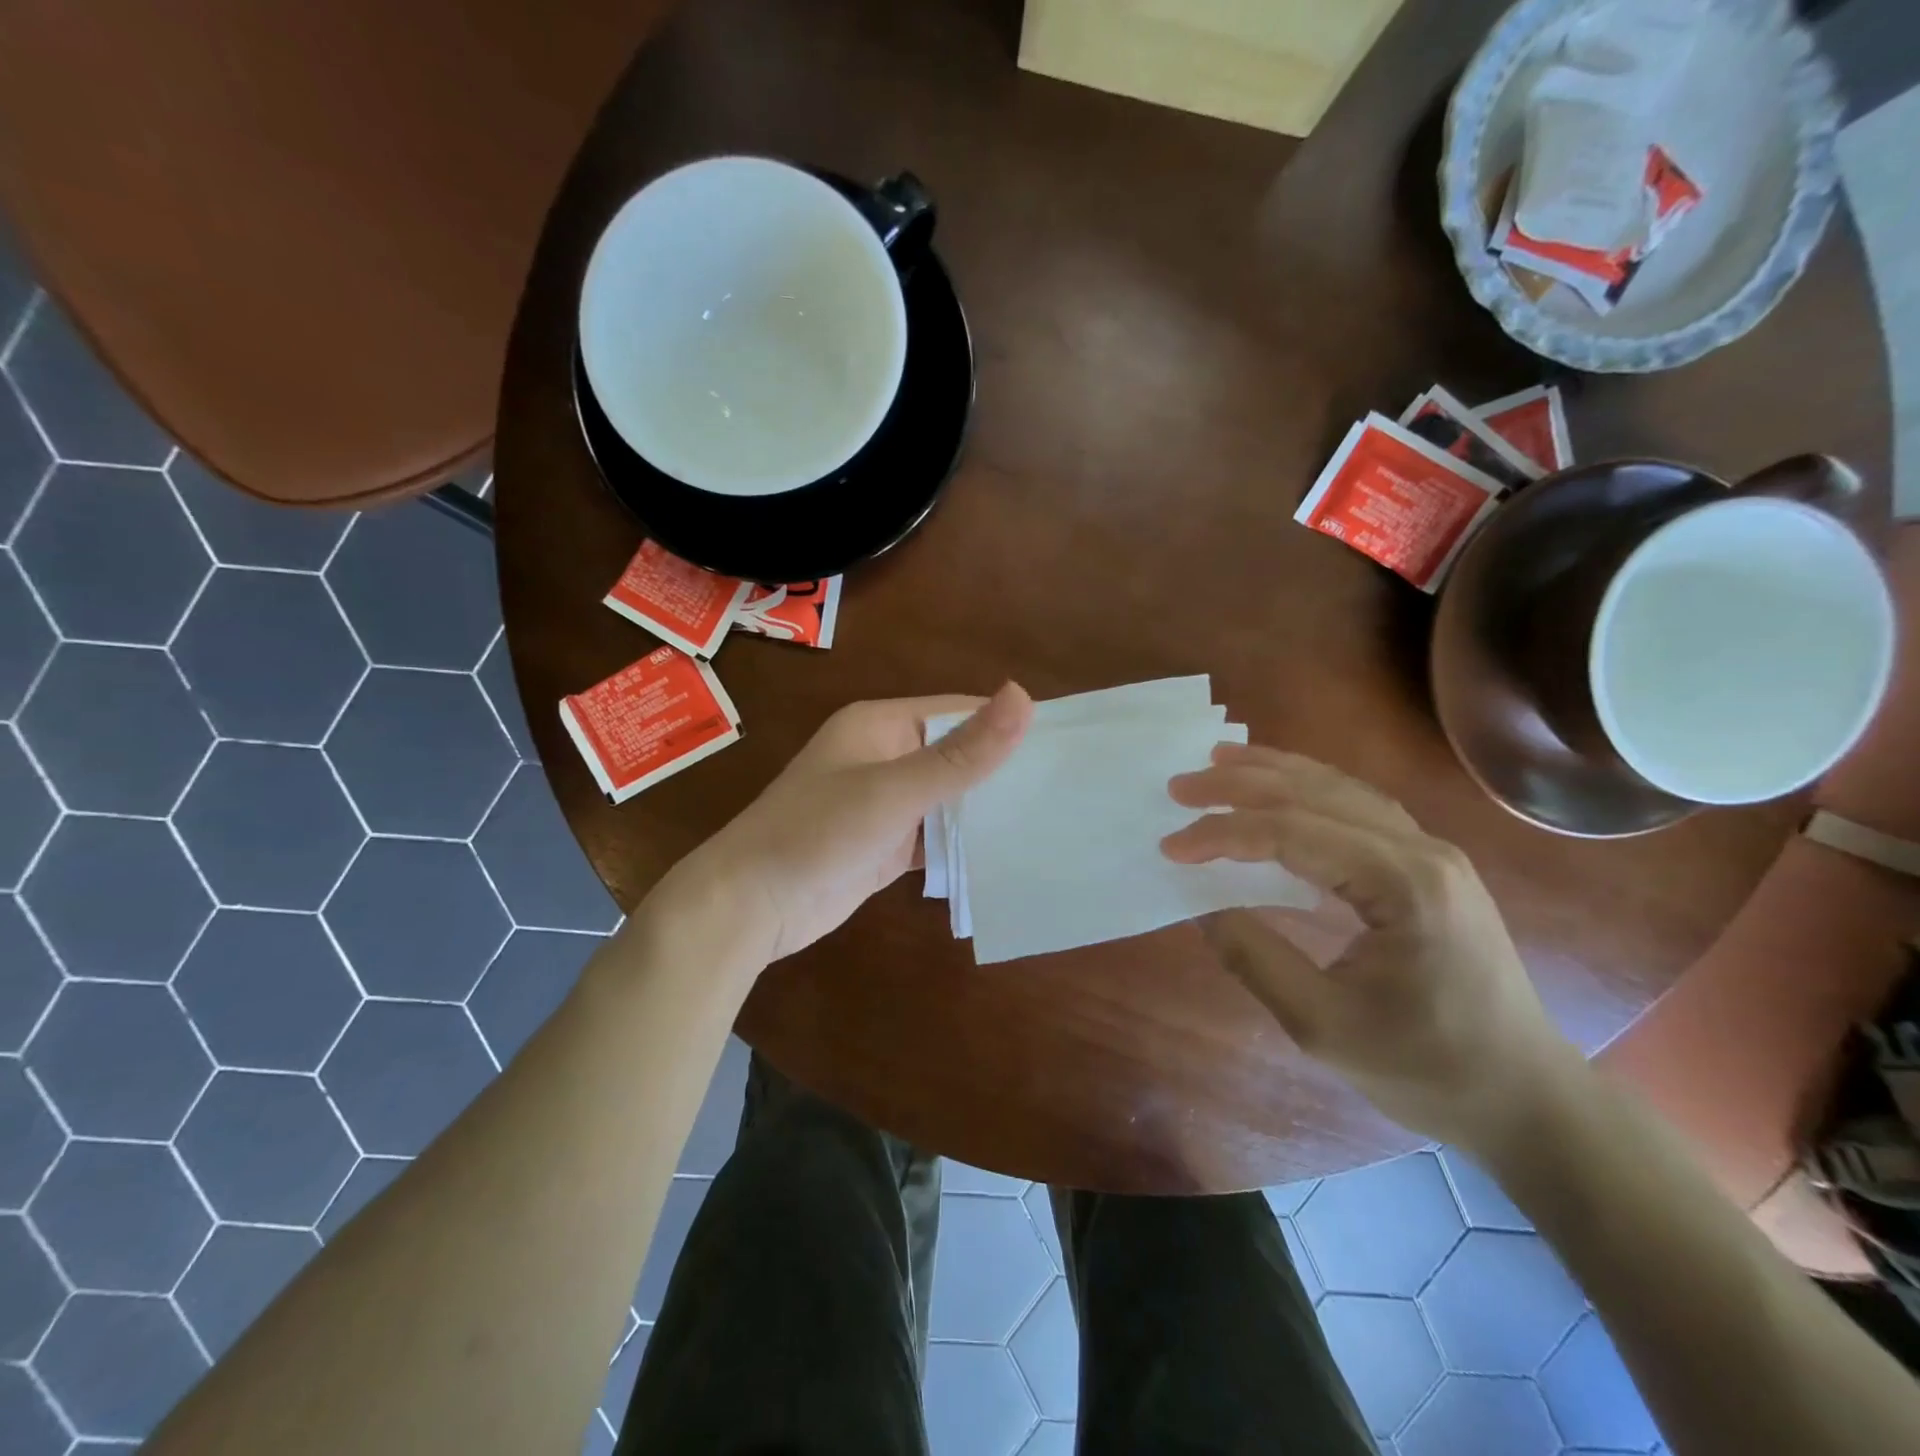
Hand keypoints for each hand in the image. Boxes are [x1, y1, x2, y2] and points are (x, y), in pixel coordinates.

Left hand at [670, 683, 1032, 964]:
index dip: (1006, 724)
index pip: (958, 712)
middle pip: (956, 754)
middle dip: (1001, 770)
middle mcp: (885, 756)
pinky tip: (1006, 854)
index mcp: (881, 725)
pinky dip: (963, 843)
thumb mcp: (895, 790)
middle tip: (1067, 788)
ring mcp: (885, 803)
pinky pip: (935, 835)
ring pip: (948, 797)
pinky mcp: (886, 844)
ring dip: (986, 809)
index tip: (1063, 744)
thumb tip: (1023, 696)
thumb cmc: (817, 833)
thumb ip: (961, 753)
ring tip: (1052, 818)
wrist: (749, 906)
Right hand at [1161, 745, 1583, 1155]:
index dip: (1224, 835)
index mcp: (1404, 886)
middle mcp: (1422, 850)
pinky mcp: (1429, 864)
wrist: (1524, 1097)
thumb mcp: (1321, 1025)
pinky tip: (1280, 787)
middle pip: (1316, 794)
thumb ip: (1254, 957)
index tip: (1170, 848)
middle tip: (1180, 787)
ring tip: (1219, 760)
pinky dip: (1307, 789)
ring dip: (1273, 773)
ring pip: (1339, 789)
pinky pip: (1358, 806)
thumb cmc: (1424, 1069)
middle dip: (1240, 784)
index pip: (1293, 834)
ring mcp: (1431, 852)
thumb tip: (1201, 904)